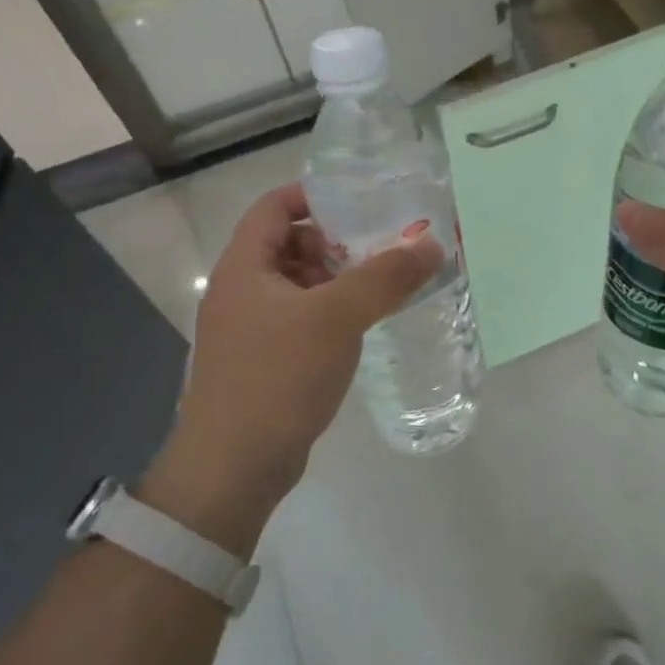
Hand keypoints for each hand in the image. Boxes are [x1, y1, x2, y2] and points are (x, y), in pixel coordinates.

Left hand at [143, 183, 442, 553]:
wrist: (232, 468)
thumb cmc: (278, 377)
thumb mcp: (337, 318)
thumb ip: (385, 277)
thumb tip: (431, 243)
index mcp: (243, 267)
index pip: (274, 207)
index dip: (314, 196)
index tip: (361, 203)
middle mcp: (240, 291)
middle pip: (288, 244)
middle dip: (334, 242)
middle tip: (381, 249)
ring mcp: (248, 329)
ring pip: (296, 285)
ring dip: (335, 280)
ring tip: (380, 287)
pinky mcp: (261, 362)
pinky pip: (298, 320)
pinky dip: (328, 314)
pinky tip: (360, 328)